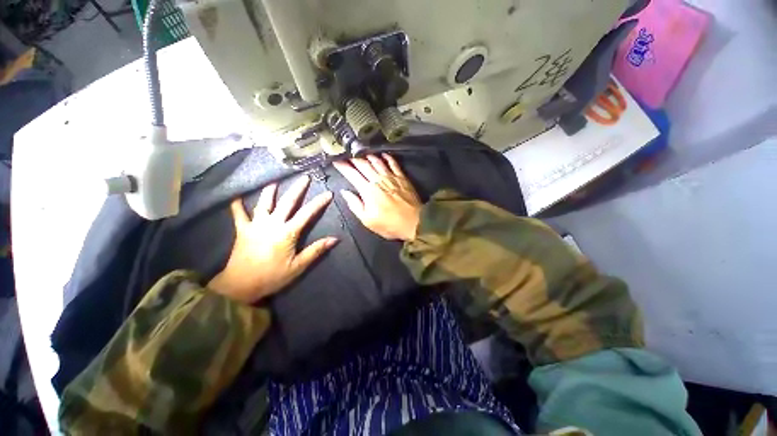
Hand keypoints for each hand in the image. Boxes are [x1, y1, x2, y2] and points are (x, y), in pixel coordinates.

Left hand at [208, 176, 336, 303]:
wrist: (240, 285)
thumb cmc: (272, 276)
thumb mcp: (298, 266)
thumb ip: (316, 250)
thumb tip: (335, 239)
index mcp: (287, 233)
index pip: (307, 214)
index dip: (318, 203)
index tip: (328, 193)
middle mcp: (272, 224)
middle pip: (287, 202)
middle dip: (297, 189)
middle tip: (304, 177)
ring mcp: (255, 225)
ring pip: (263, 203)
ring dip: (269, 191)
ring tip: (274, 180)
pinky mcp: (242, 230)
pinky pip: (238, 214)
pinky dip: (236, 205)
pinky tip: (235, 196)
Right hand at [334, 154, 421, 240]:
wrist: (415, 223)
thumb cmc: (389, 224)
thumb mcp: (368, 220)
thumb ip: (355, 205)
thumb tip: (345, 192)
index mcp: (368, 190)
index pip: (352, 174)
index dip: (343, 166)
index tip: (336, 161)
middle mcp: (378, 180)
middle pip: (364, 164)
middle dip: (353, 159)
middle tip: (347, 156)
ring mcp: (391, 177)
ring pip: (377, 161)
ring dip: (368, 156)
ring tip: (362, 154)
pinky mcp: (402, 177)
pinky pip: (394, 163)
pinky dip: (387, 157)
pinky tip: (383, 154)